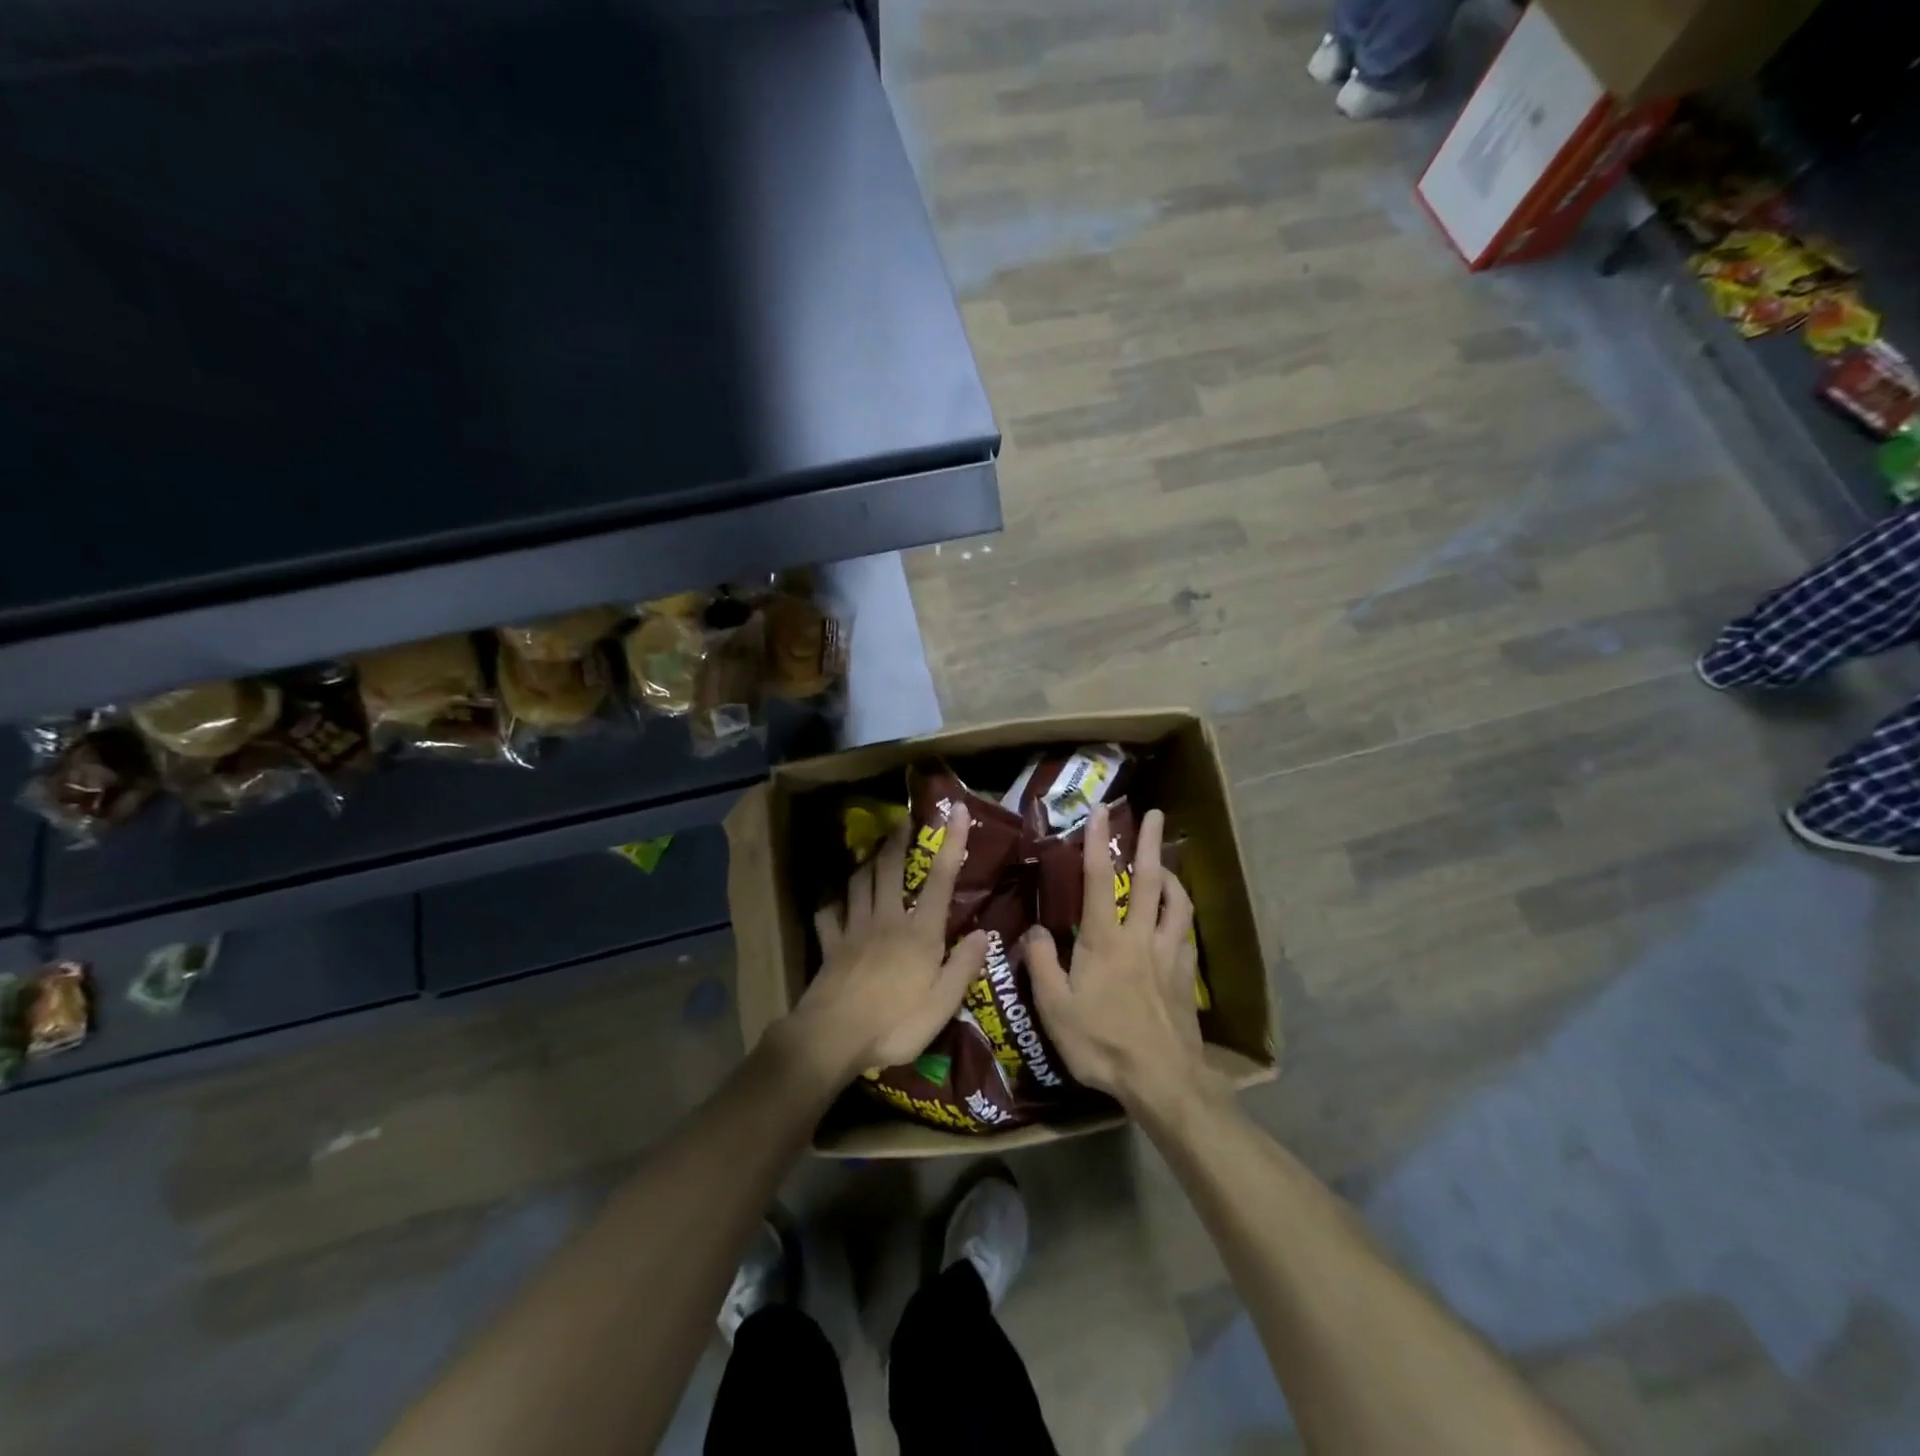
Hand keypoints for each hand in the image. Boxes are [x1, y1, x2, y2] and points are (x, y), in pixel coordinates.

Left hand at [776, 804, 988, 1088]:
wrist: (832, 1038)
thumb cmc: (894, 1024)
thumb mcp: (942, 1005)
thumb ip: (963, 966)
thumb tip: (985, 932)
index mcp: (919, 933)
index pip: (940, 879)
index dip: (951, 842)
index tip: (954, 810)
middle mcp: (887, 920)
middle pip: (890, 869)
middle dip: (898, 840)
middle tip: (902, 819)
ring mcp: (854, 930)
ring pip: (859, 883)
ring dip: (867, 862)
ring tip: (873, 850)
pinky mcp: (830, 945)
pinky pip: (827, 914)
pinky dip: (831, 902)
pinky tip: (832, 899)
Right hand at [1027, 804, 1217, 1114]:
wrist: (1163, 1080)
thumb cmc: (1102, 1043)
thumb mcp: (1056, 1009)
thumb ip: (1043, 964)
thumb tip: (1035, 929)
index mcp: (1105, 941)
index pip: (1099, 880)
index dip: (1099, 843)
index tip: (1101, 812)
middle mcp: (1140, 937)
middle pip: (1149, 880)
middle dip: (1151, 843)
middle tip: (1157, 814)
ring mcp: (1169, 955)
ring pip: (1177, 902)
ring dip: (1172, 875)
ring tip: (1166, 862)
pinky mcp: (1186, 975)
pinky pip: (1187, 932)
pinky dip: (1182, 913)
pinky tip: (1178, 915)